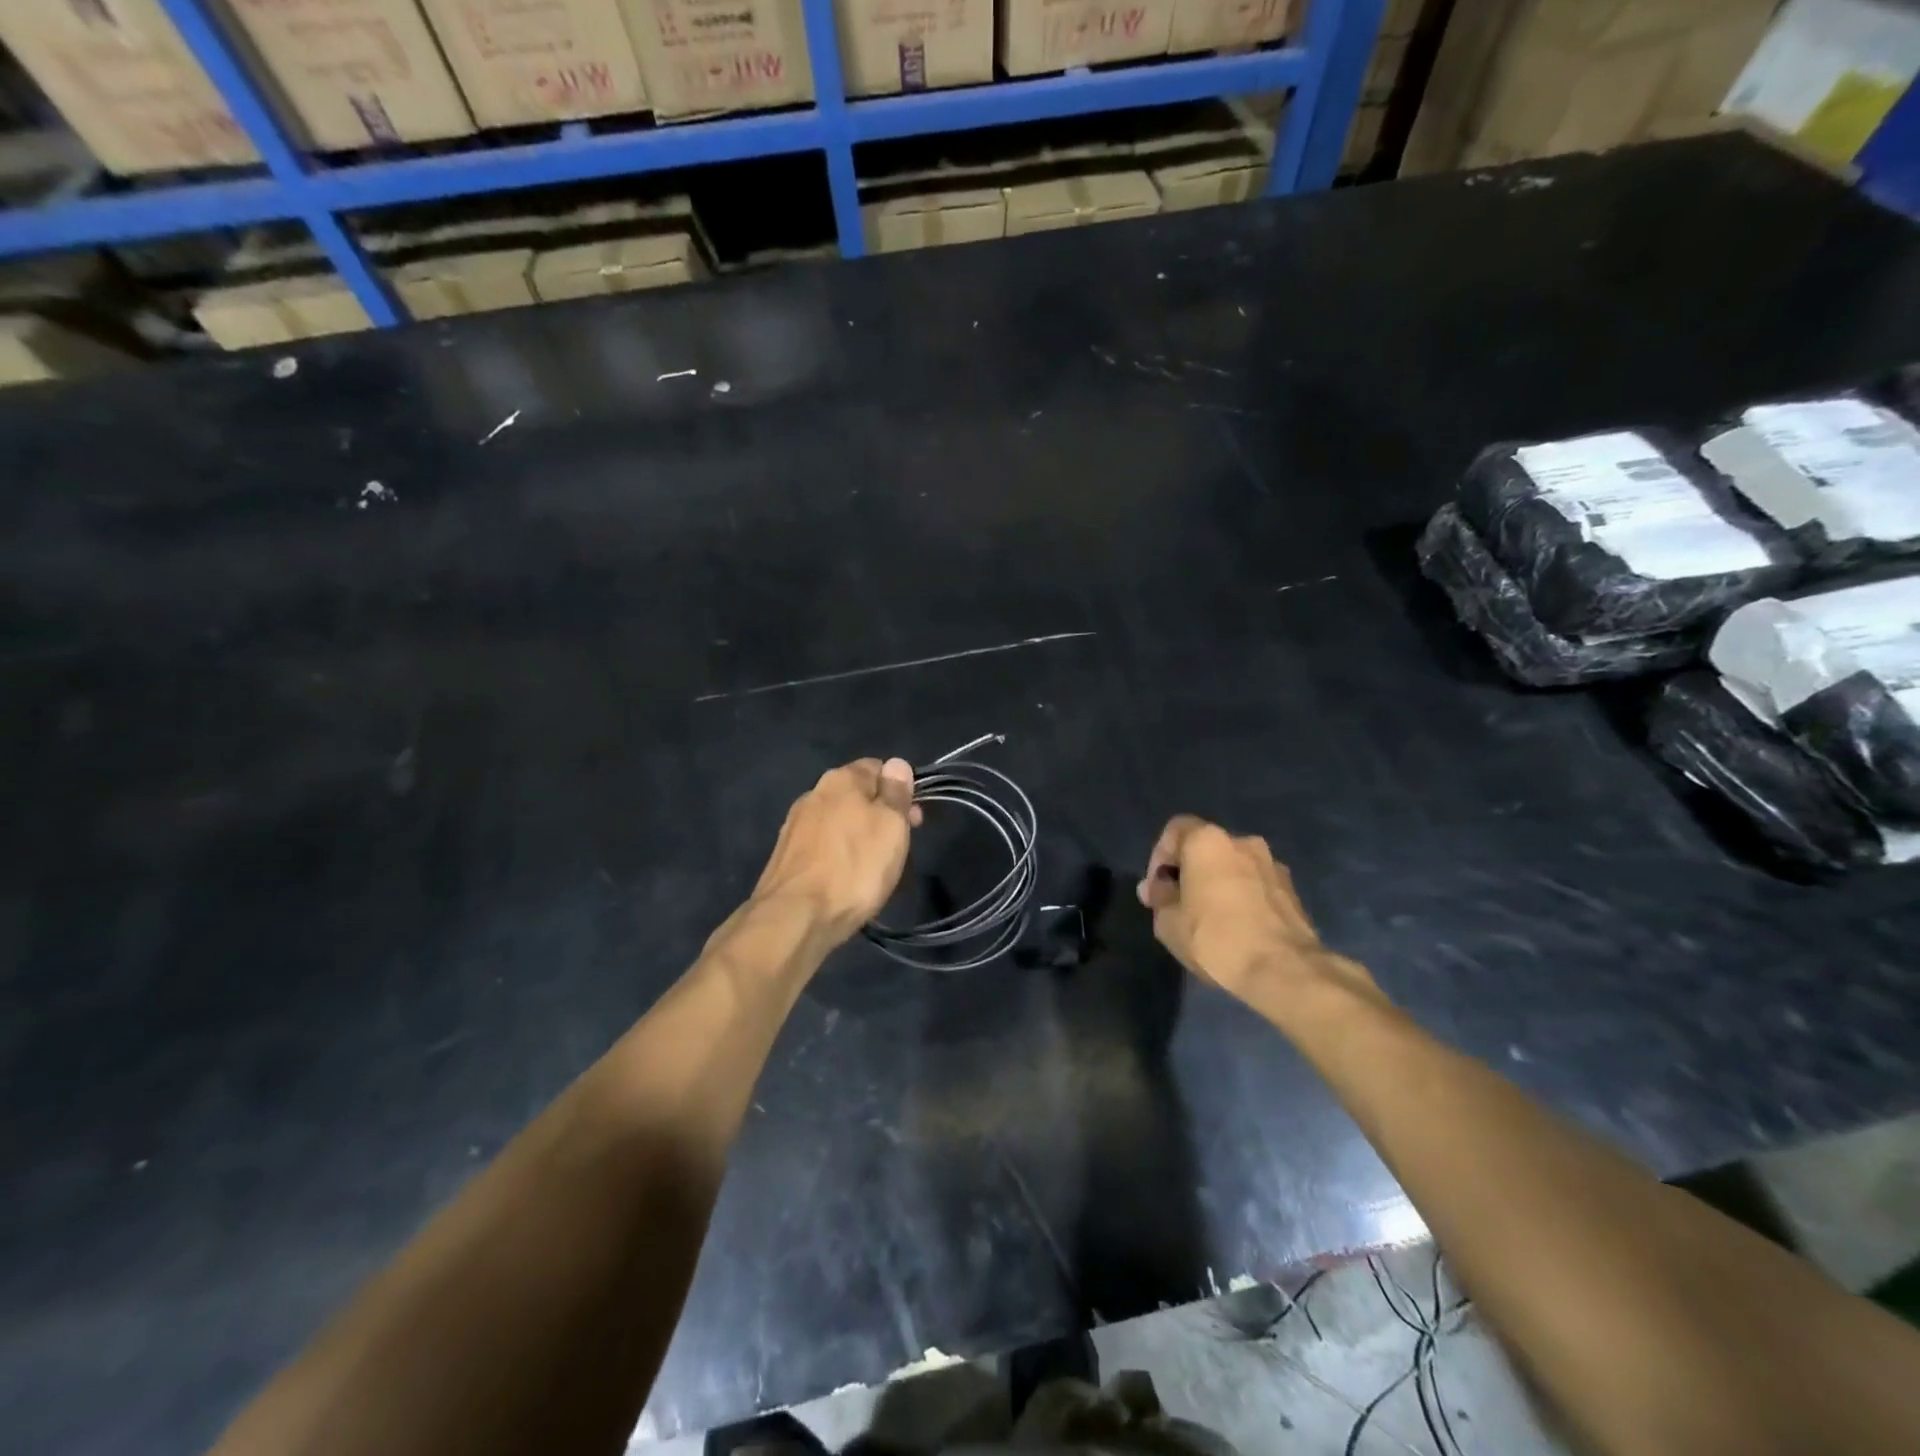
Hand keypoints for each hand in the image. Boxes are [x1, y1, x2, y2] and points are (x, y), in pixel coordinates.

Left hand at [751, 758, 921, 944]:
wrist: (795, 917)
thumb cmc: (855, 867)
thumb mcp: (891, 825)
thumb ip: (896, 791)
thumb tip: (896, 764)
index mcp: (841, 779)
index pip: (877, 767)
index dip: (900, 788)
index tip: (914, 818)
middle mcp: (813, 793)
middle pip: (856, 795)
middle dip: (880, 814)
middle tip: (899, 847)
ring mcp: (794, 825)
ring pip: (839, 821)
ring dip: (858, 836)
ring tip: (874, 867)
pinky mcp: (785, 856)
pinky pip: (822, 846)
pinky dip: (838, 855)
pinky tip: (846, 878)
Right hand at [1136, 815, 1375, 1005]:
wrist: (1283, 970)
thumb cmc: (1214, 938)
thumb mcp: (1167, 922)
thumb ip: (1159, 897)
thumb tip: (1158, 888)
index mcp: (1208, 841)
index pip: (1175, 830)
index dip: (1160, 856)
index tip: (1157, 889)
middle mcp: (1243, 842)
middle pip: (1207, 848)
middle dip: (1190, 872)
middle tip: (1179, 904)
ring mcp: (1273, 865)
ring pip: (1234, 867)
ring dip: (1219, 885)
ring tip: (1210, 919)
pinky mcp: (1293, 891)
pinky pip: (1256, 886)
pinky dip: (1243, 898)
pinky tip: (1237, 928)